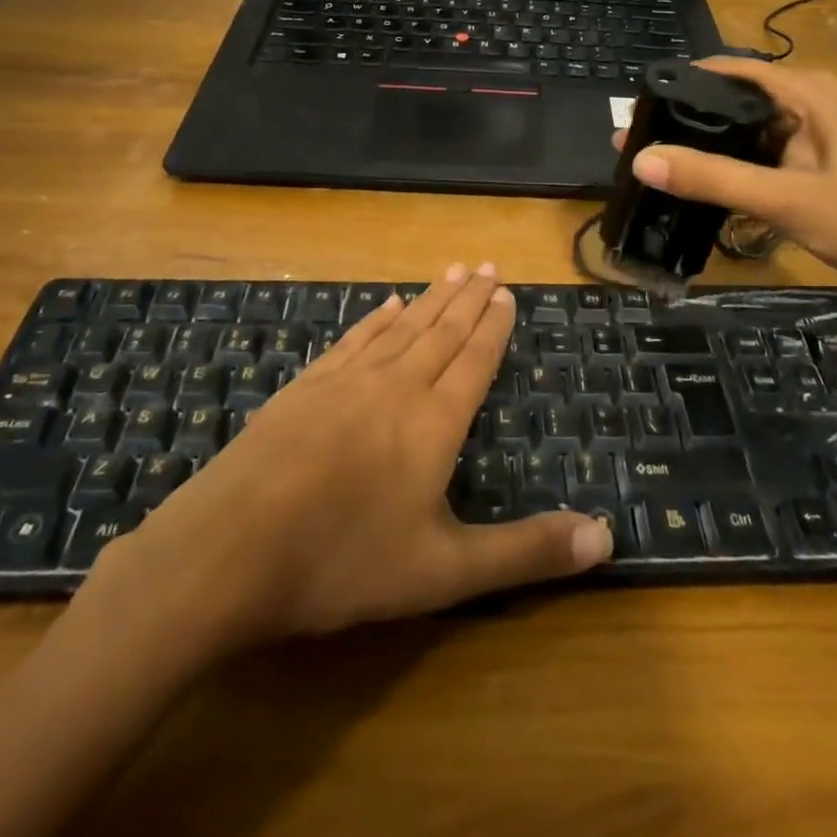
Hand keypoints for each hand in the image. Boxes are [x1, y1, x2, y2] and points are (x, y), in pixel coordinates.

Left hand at [84, 265, 611, 651]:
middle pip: (442, 331)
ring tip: (451, 271)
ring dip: (430, 299)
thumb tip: (607, 537)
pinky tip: (384, 305)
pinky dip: (376, 319)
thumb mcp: (445, 572)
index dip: (494, 326)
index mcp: (434, 421)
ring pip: (401, 328)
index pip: (475, 360)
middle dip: (468, 299)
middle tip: (486, 264)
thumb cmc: (344, 561)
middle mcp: (396, 386)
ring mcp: (346, 381)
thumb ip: (526, 553)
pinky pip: (354, 340)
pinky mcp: (305, 388)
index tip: (507, 291)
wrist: (229, 550)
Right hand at [615, 56, 836, 288]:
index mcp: (807, 93)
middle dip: (688, 117)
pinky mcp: (812, 162)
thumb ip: (713, 178)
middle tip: (638, 139)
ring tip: (657, 159)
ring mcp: (812, 134)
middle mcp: (808, 103)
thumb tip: (641, 158)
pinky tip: (701, 183)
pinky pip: (760, 154)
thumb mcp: (783, 198)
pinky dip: (731, 164)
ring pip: (746, 129)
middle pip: (735, 99)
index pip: (731, 70)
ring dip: (707, 144)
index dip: (684, 82)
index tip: (640, 105)